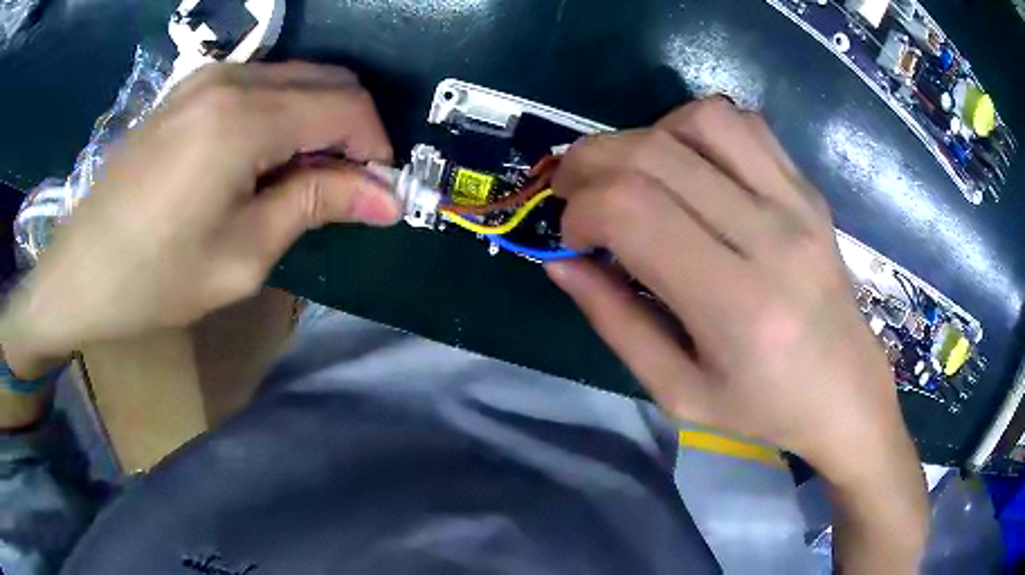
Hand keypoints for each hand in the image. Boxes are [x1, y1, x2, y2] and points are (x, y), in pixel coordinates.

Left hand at [3, 63, 399, 352]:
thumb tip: (385, 198)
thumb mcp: (242, 256)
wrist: (80, 273)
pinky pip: (260, 84)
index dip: (375, 147)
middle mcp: (232, 78)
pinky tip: (264, 158)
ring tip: (302, 178)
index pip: (346, 106)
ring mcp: (206, 77)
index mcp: (245, 119)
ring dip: (318, 120)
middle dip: (352, 129)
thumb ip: (315, 206)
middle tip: (346, 187)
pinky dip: (283, 113)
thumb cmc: (155, 279)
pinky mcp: (189, 89)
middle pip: (328, 79)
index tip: (378, 193)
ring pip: (296, 77)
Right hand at [547, 98, 926, 570]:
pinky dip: (698, 128)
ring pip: (702, 120)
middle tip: (574, 191)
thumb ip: (615, 322)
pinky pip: (745, 125)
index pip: (632, 211)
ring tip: (635, 175)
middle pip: (655, 153)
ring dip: (647, 135)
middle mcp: (771, 237)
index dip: (580, 210)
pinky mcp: (809, 190)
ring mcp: (797, 203)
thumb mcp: (678, 392)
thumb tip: (561, 262)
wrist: (848, 393)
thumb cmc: (765, 409)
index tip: (571, 236)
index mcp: (736, 305)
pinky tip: (690, 165)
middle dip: (590, 161)